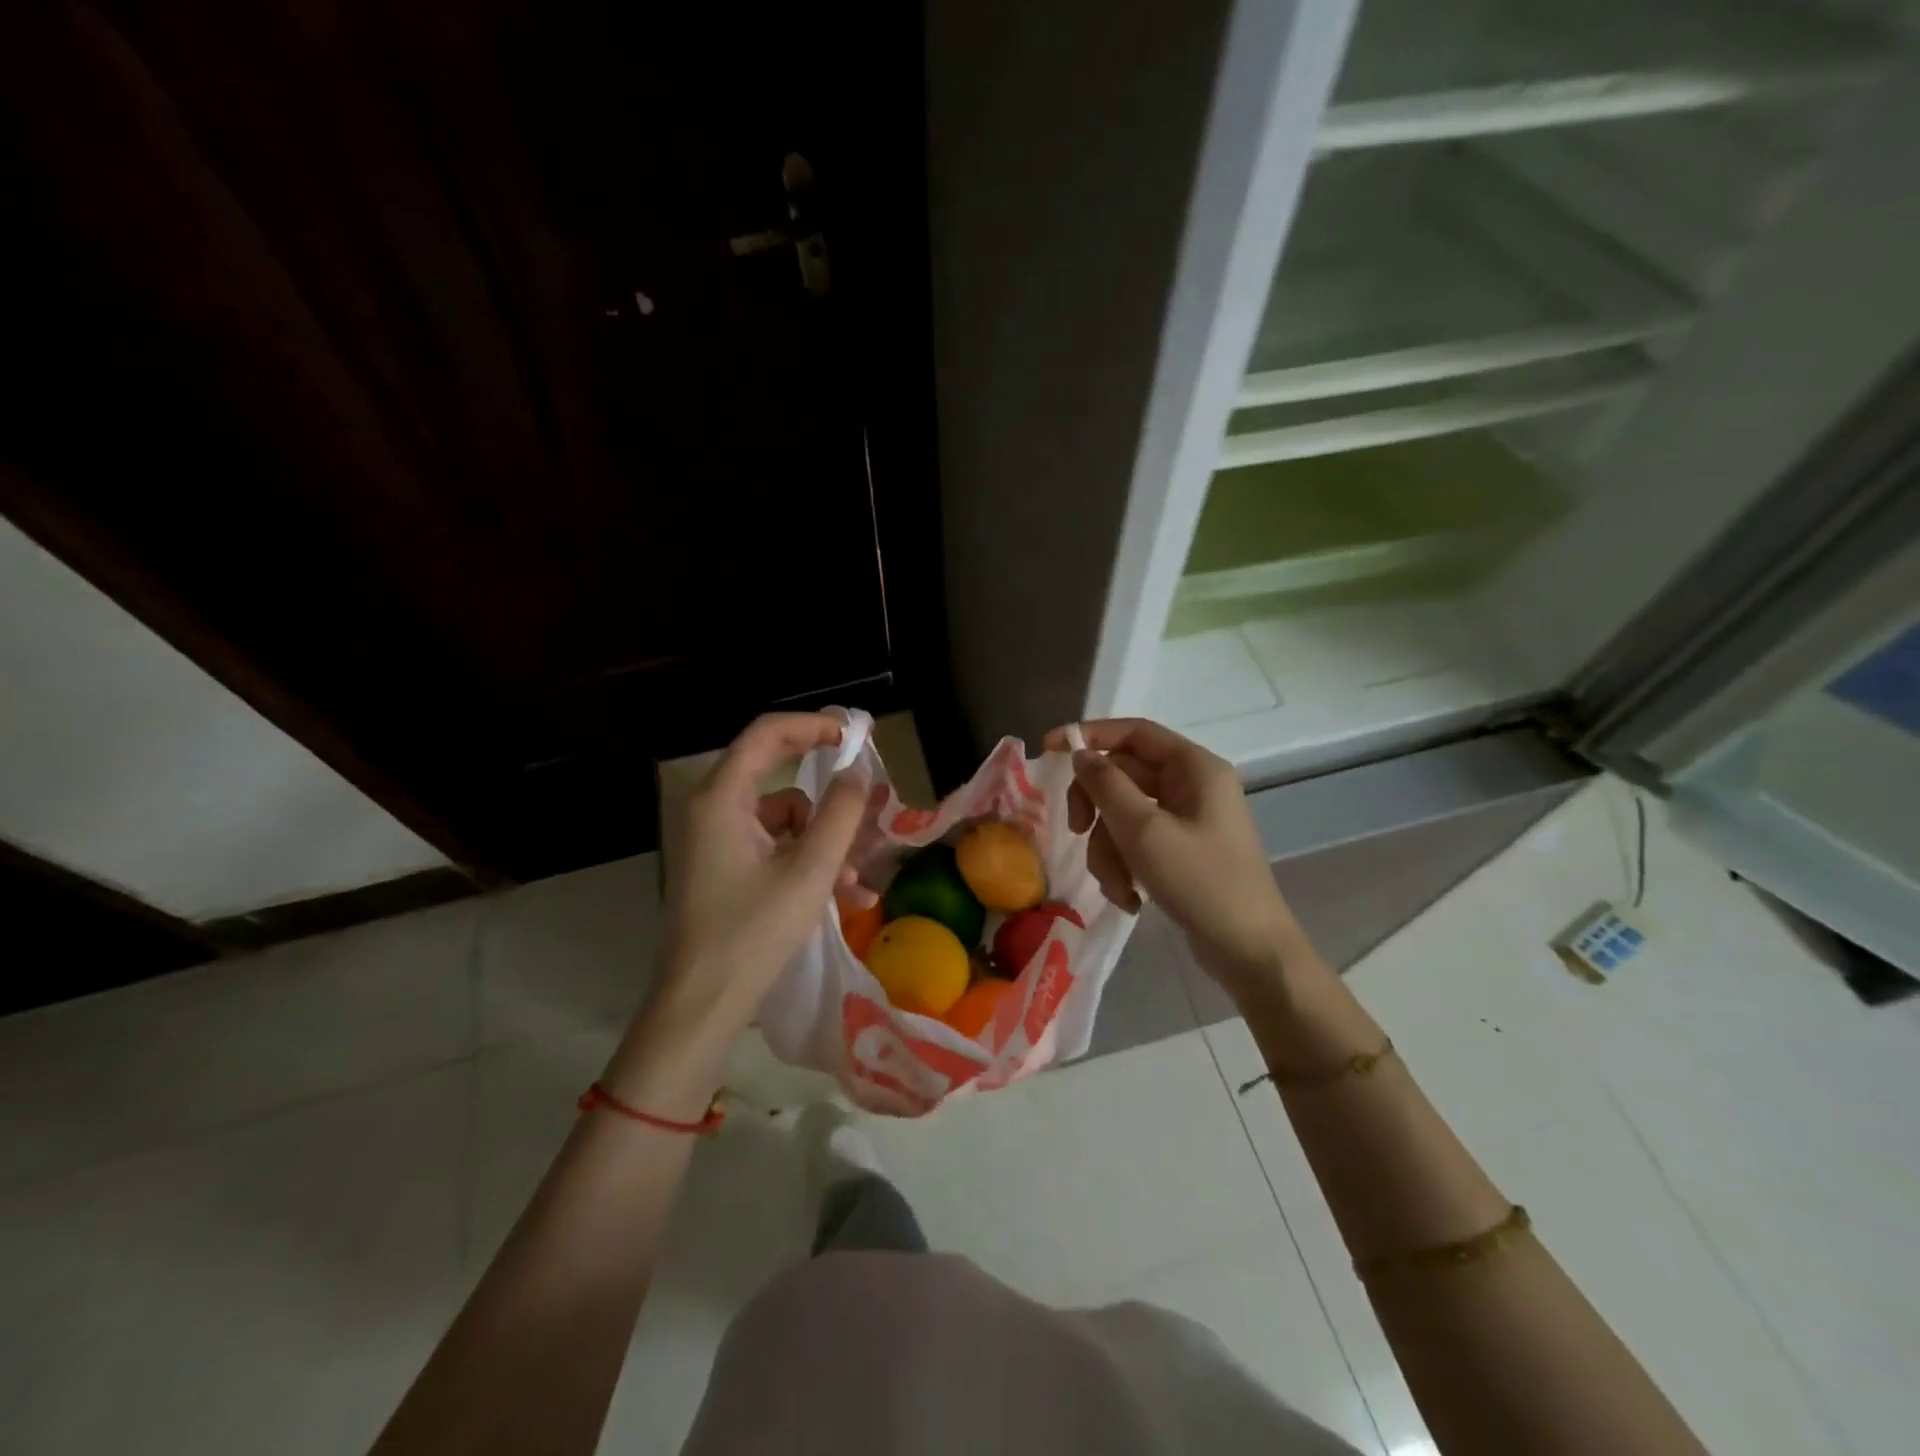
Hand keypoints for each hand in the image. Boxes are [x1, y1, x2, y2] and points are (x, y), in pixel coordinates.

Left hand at [607, 713, 866, 1114]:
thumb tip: (857, 774)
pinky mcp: (722, 870)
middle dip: (828, 801)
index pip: (766, 734)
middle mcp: (712, 811)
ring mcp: (715, 842)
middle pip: (778, 779)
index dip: (812, 725)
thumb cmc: (754, 932)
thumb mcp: (811, 871)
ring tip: (857, 882)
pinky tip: (843, 897)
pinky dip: (806, 864)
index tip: (853, 736)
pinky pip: (773, 849)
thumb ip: (841, 814)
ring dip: (823, 843)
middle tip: (868, 807)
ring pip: (783, 821)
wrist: (701, 1006)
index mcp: (722, 799)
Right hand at [1044, 718, 1304, 1001]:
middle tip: (1075, 830)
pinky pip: (1137, 841)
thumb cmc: (1200, 881)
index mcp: (1194, 767)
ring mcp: (1187, 819)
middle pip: (1122, 776)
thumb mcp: (1144, 831)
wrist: (1249, 950)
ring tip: (1116, 886)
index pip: (1133, 732)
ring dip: (1108, 849)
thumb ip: (1106, 786)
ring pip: (1124, 814)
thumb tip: (1080, 754)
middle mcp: (1192, 785)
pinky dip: (1125, 866)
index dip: (1089, 736)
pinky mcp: (1181, 849)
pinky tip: (1129, 898)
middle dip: (1096, 810)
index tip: (1049, 751)